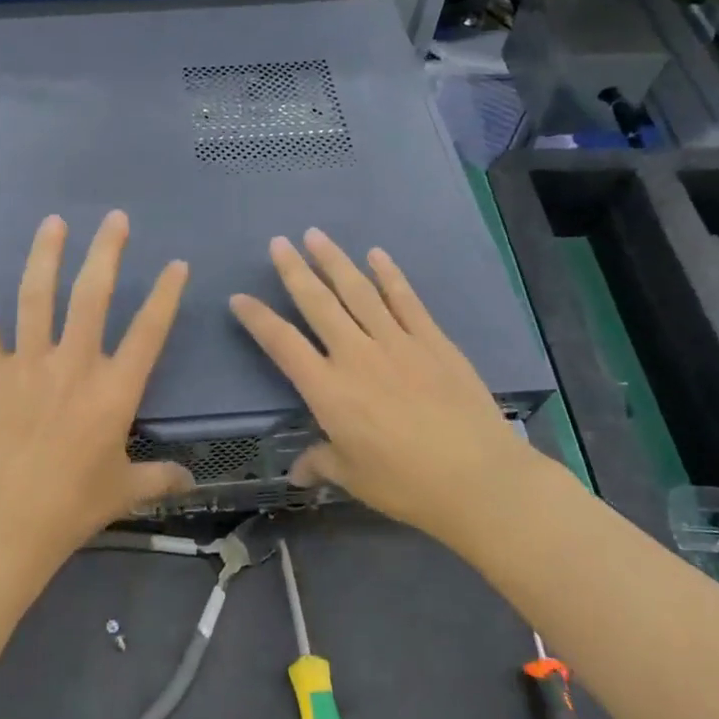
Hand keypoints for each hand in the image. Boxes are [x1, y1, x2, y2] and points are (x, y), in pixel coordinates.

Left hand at [0, 210, 193, 554]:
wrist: (6, 526)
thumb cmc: (72, 507)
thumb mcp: (125, 491)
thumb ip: (160, 479)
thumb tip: (191, 480)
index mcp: (114, 391)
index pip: (148, 331)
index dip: (165, 295)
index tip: (176, 264)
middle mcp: (74, 365)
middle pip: (93, 296)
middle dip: (106, 252)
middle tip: (115, 219)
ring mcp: (28, 365)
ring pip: (38, 297)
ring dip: (46, 256)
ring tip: (53, 222)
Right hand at [229, 229, 539, 542]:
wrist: (479, 478)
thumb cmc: (406, 483)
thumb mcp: (354, 477)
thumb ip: (321, 463)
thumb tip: (296, 474)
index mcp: (328, 390)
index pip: (282, 344)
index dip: (257, 319)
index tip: (239, 297)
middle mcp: (356, 355)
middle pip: (318, 304)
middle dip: (294, 271)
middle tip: (279, 242)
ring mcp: (397, 343)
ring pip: (358, 292)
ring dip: (335, 261)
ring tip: (316, 235)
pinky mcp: (432, 341)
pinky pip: (406, 300)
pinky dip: (389, 275)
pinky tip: (377, 254)